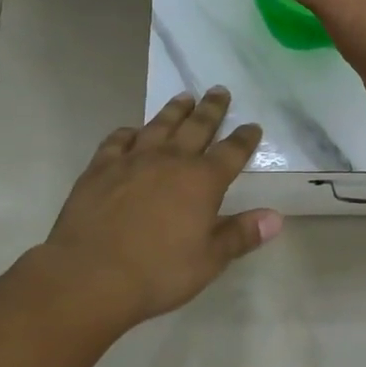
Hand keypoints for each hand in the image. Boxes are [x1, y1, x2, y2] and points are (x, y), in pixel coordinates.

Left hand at [45, 87, 282, 324]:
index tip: (253, 126)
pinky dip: (129, 132)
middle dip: (212, 109)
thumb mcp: (208, 260)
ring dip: (175, 110)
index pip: (232, 152)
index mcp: (202, 181)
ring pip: (160, 125)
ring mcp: (133, 160)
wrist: (90, 275)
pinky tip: (132, 131)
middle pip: (197, 127)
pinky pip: (118, 140)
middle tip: (220, 91)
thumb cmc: (157, 272)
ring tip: (185, 97)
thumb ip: (241, 235)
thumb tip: (275, 217)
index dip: (245, 138)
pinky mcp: (101, 167)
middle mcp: (170, 160)